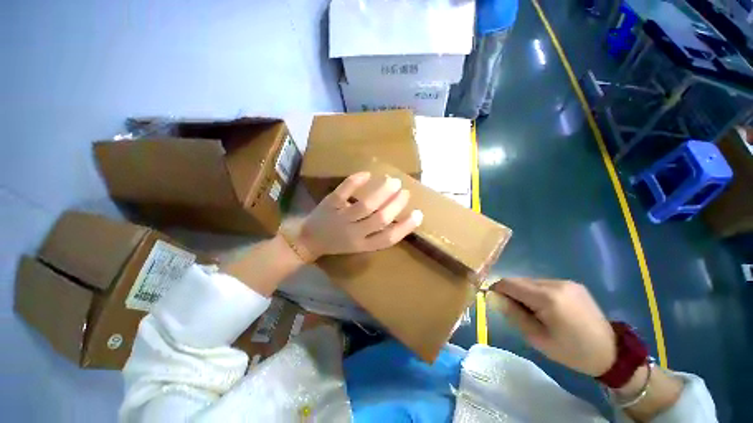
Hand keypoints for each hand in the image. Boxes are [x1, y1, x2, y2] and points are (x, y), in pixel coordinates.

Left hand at [298, 172, 422, 259]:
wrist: (308, 240)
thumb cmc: (338, 243)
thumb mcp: (358, 244)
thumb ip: (375, 232)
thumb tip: (395, 213)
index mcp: (362, 245)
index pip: (388, 238)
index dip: (405, 227)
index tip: (418, 214)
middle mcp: (354, 233)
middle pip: (380, 219)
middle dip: (396, 204)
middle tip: (405, 191)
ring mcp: (340, 218)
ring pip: (366, 205)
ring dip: (382, 191)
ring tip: (393, 181)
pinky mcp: (329, 205)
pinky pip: (344, 191)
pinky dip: (356, 181)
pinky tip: (367, 173)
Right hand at [487, 278, 615, 376]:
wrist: (611, 353)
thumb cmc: (571, 351)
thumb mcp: (537, 338)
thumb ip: (513, 314)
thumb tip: (492, 297)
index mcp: (547, 297)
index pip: (508, 283)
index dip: (496, 290)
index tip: (494, 301)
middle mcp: (555, 283)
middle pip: (519, 280)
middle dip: (510, 292)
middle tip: (515, 311)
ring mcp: (565, 282)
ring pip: (530, 281)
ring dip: (524, 292)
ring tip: (533, 312)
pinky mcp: (572, 284)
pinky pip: (543, 283)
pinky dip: (536, 292)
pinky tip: (546, 307)